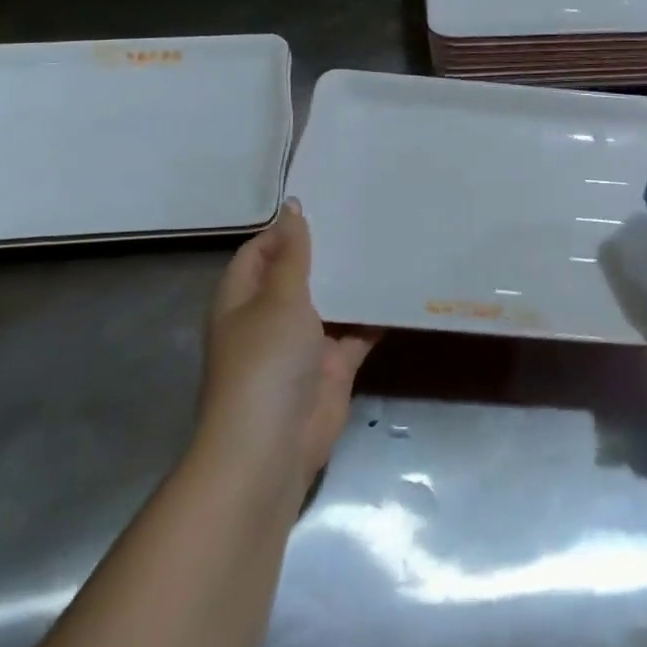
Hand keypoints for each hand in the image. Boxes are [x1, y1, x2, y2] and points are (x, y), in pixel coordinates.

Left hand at [198, 200, 376, 486]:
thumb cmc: (266, 362)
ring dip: (353, 281)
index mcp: (243, 298)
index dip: (287, 228)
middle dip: (327, 251)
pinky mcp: (333, 366)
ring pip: (332, 302)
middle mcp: (270, 317)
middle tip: (366, 214)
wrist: (274, 445)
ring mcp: (303, 343)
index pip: (261, 251)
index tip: (327, 201)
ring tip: (389, 241)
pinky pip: (358, 332)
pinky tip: (402, 288)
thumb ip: (292, 254)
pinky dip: (376, 315)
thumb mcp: (279, 298)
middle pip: (299, 275)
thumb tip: (291, 207)